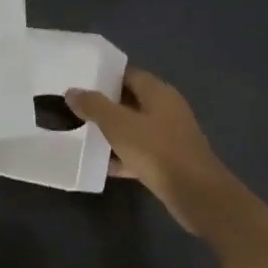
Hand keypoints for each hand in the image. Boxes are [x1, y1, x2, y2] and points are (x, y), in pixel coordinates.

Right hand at [65, 69, 239, 234]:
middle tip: (75, 109)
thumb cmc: (156, 150)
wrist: (195, 193)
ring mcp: (169, 136)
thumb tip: (72, 91)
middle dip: (105, 106)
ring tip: (82, 135)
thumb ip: (94, 106)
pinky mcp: (169, 161)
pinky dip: (122, 156)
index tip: (80, 82)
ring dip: (112, 132)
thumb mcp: (118, 124)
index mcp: (158, 92)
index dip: (105, 77)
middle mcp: (166, 109)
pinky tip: (100, 165)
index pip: (129, 74)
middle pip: (131, 101)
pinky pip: (140, 152)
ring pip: (134, 128)